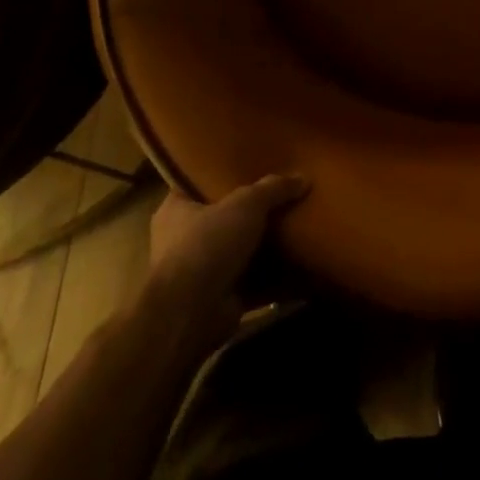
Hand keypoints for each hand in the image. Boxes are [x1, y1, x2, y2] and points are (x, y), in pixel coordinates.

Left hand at [146, 174, 308, 352]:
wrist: (192, 314)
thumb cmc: (207, 244)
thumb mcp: (246, 203)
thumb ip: (273, 188)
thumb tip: (303, 178)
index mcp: (176, 210)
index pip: (197, 183)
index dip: (222, 174)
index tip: (251, 165)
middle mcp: (183, 240)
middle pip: (224, 217)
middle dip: (251, 211)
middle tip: (283, 194)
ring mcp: (201, 273)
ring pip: (239, 250)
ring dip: (264, 246)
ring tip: (298, 225)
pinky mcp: (220, 298)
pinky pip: (253, 280)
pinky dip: (274, 276)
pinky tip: (300, 262)